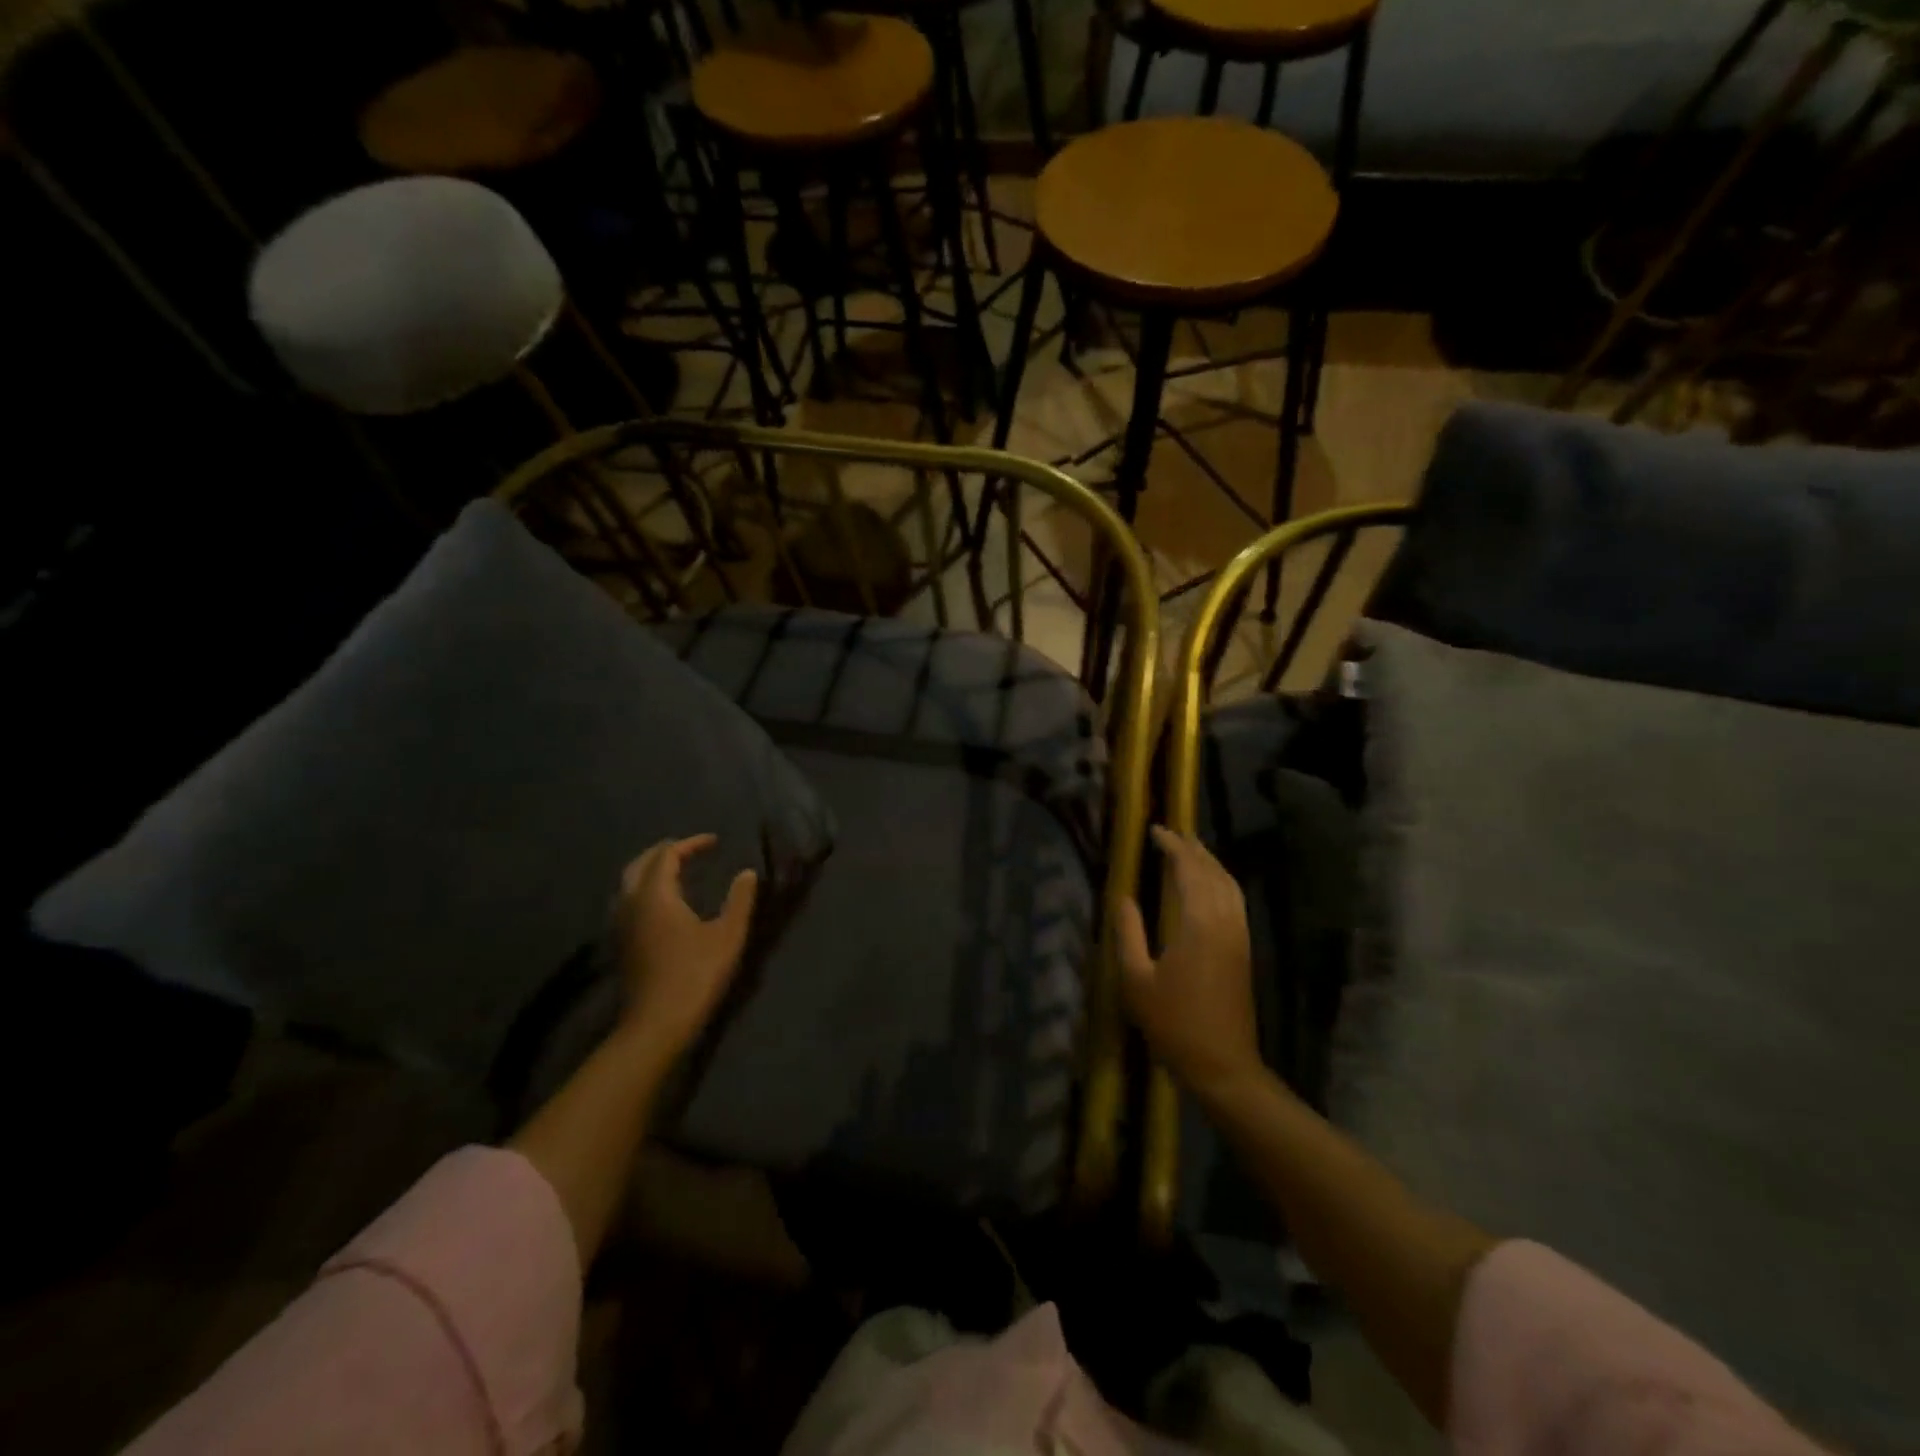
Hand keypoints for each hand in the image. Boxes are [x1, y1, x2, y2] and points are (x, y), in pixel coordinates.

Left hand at [614, 835, 757, 1057]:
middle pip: (640, 864)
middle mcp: (631, 903)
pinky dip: (644, 889)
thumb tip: (747, 872)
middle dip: (664, 852)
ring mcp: (621, 925)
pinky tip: (662, 903)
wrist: (656, 1024)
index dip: (691, 844)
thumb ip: (739, 900)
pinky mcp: (621, 943)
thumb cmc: (695, 975)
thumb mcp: (728, 935)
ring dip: (651, 870)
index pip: (667, 855)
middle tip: (690, 849)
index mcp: (655, 895)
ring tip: (676, 871)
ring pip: (629, 883)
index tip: (714, 842)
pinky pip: (628, 901)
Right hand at [1117, 827, 1262, 1099]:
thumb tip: (1123, 897)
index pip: (1189, 871)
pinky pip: (1235, 901)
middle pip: (1214, 872)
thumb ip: (1128, 933)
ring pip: (1230, 885)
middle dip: (1194, 849)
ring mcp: (1239, 937)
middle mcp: (1224, 923)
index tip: (1155, 830)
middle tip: (1172, 833)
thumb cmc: (1173, 1023)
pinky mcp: (1244, 951)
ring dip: (1211, 863)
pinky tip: (1209, 886)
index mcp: (1198, 925)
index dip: (1173, 846)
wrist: (1222, 1065)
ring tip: (1190, 851)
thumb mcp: (1136, 979)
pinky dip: (1222, 882)